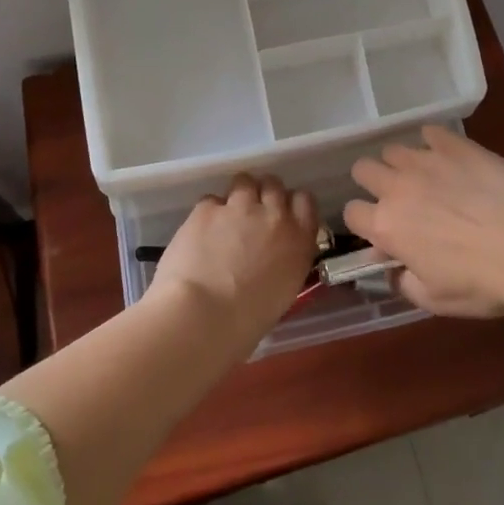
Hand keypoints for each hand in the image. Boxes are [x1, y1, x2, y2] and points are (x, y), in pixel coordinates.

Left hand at [149, 174, 318, 350]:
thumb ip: (282, 262)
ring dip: (237, 195)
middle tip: (250, 214)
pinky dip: (207, 213)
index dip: (290, 204)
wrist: (202, 316)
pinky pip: (211, 200)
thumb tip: (270, 257)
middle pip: (274, 185)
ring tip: (224, 218)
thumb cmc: (246, 323)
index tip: (281, 214)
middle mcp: (274, 216)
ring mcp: (240, 207)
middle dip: (263, 194)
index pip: (305, 201)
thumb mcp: (282, 291)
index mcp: (299, 241)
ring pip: (244, 181)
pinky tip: (198, 234)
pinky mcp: (207, 208)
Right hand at [344, 125, 503, 317]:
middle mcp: (397, 187)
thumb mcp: (437, 301)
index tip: (383, 231)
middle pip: (363, 169)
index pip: (351, 213)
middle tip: (400, 198)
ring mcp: (425, 160)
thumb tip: (395, 272)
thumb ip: (405, 284)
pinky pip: (431, 133)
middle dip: (374, 182)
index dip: (364, 222)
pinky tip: (450, 156)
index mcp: (387, 227)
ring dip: (402, 163)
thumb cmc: (482, 283)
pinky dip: (434, 143)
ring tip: (426, 177)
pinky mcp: (455, 145)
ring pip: (394, 149)